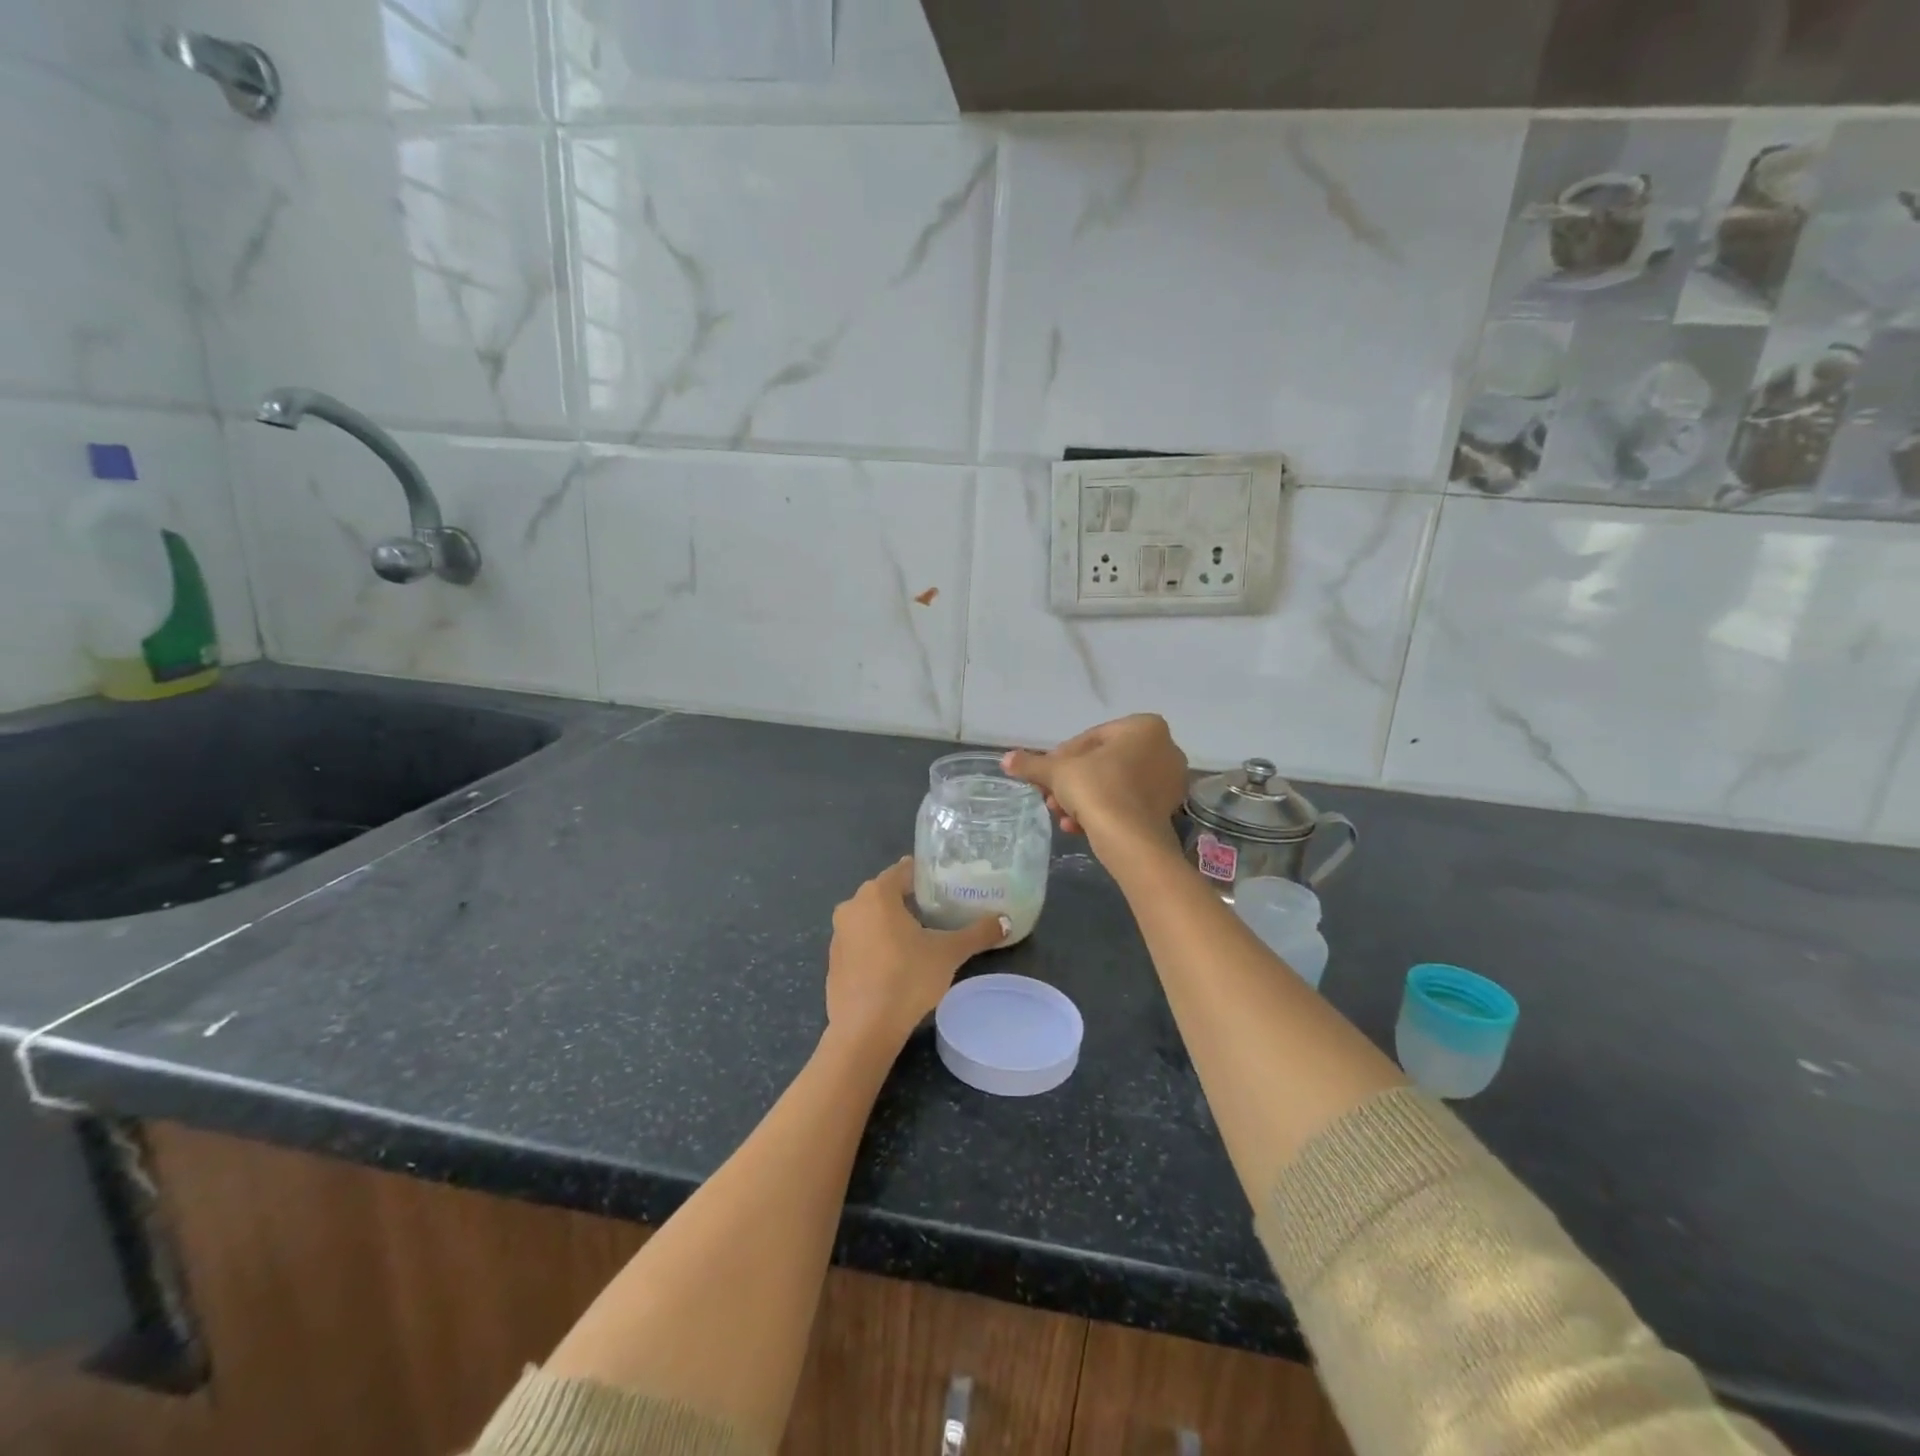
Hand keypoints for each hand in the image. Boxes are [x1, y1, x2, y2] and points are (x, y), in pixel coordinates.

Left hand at [826, 859, 1007, 1048]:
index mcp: (876, 894)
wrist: (864, 1029)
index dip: (925, 875)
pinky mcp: (833, 962)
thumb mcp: (948, 953)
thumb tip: (1006, 922)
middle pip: (886, 893)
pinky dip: (877, 945)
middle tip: (939, 909)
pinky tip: (897, 964)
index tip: (945, 883)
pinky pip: (860, 942)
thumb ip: (977, 934)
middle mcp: (852, 907)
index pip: (903, 871)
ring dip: (892, 923)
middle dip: (910, 899)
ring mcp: (838, 935)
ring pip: (871, 918)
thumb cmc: (907, 978)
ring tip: (921, 936)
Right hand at [1003, 715, 1188, 857]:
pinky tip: (1077, 827)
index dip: (1062, 758)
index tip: (1045, 775)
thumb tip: (1006, 759)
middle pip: (1102, 763)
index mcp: (1144, 727)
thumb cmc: (1097, 789)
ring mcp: (1169, 781)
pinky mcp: (1167, 810)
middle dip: (1072, 782)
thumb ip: (1033, 764)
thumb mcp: (1058, 772)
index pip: (1091, 738)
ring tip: (1060, 816)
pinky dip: (1102, 812)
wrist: (1130, 839)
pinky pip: (1126, 804)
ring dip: (1083, 799)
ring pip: (1113, 785)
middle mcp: (1165, 749)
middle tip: (1050, 797)